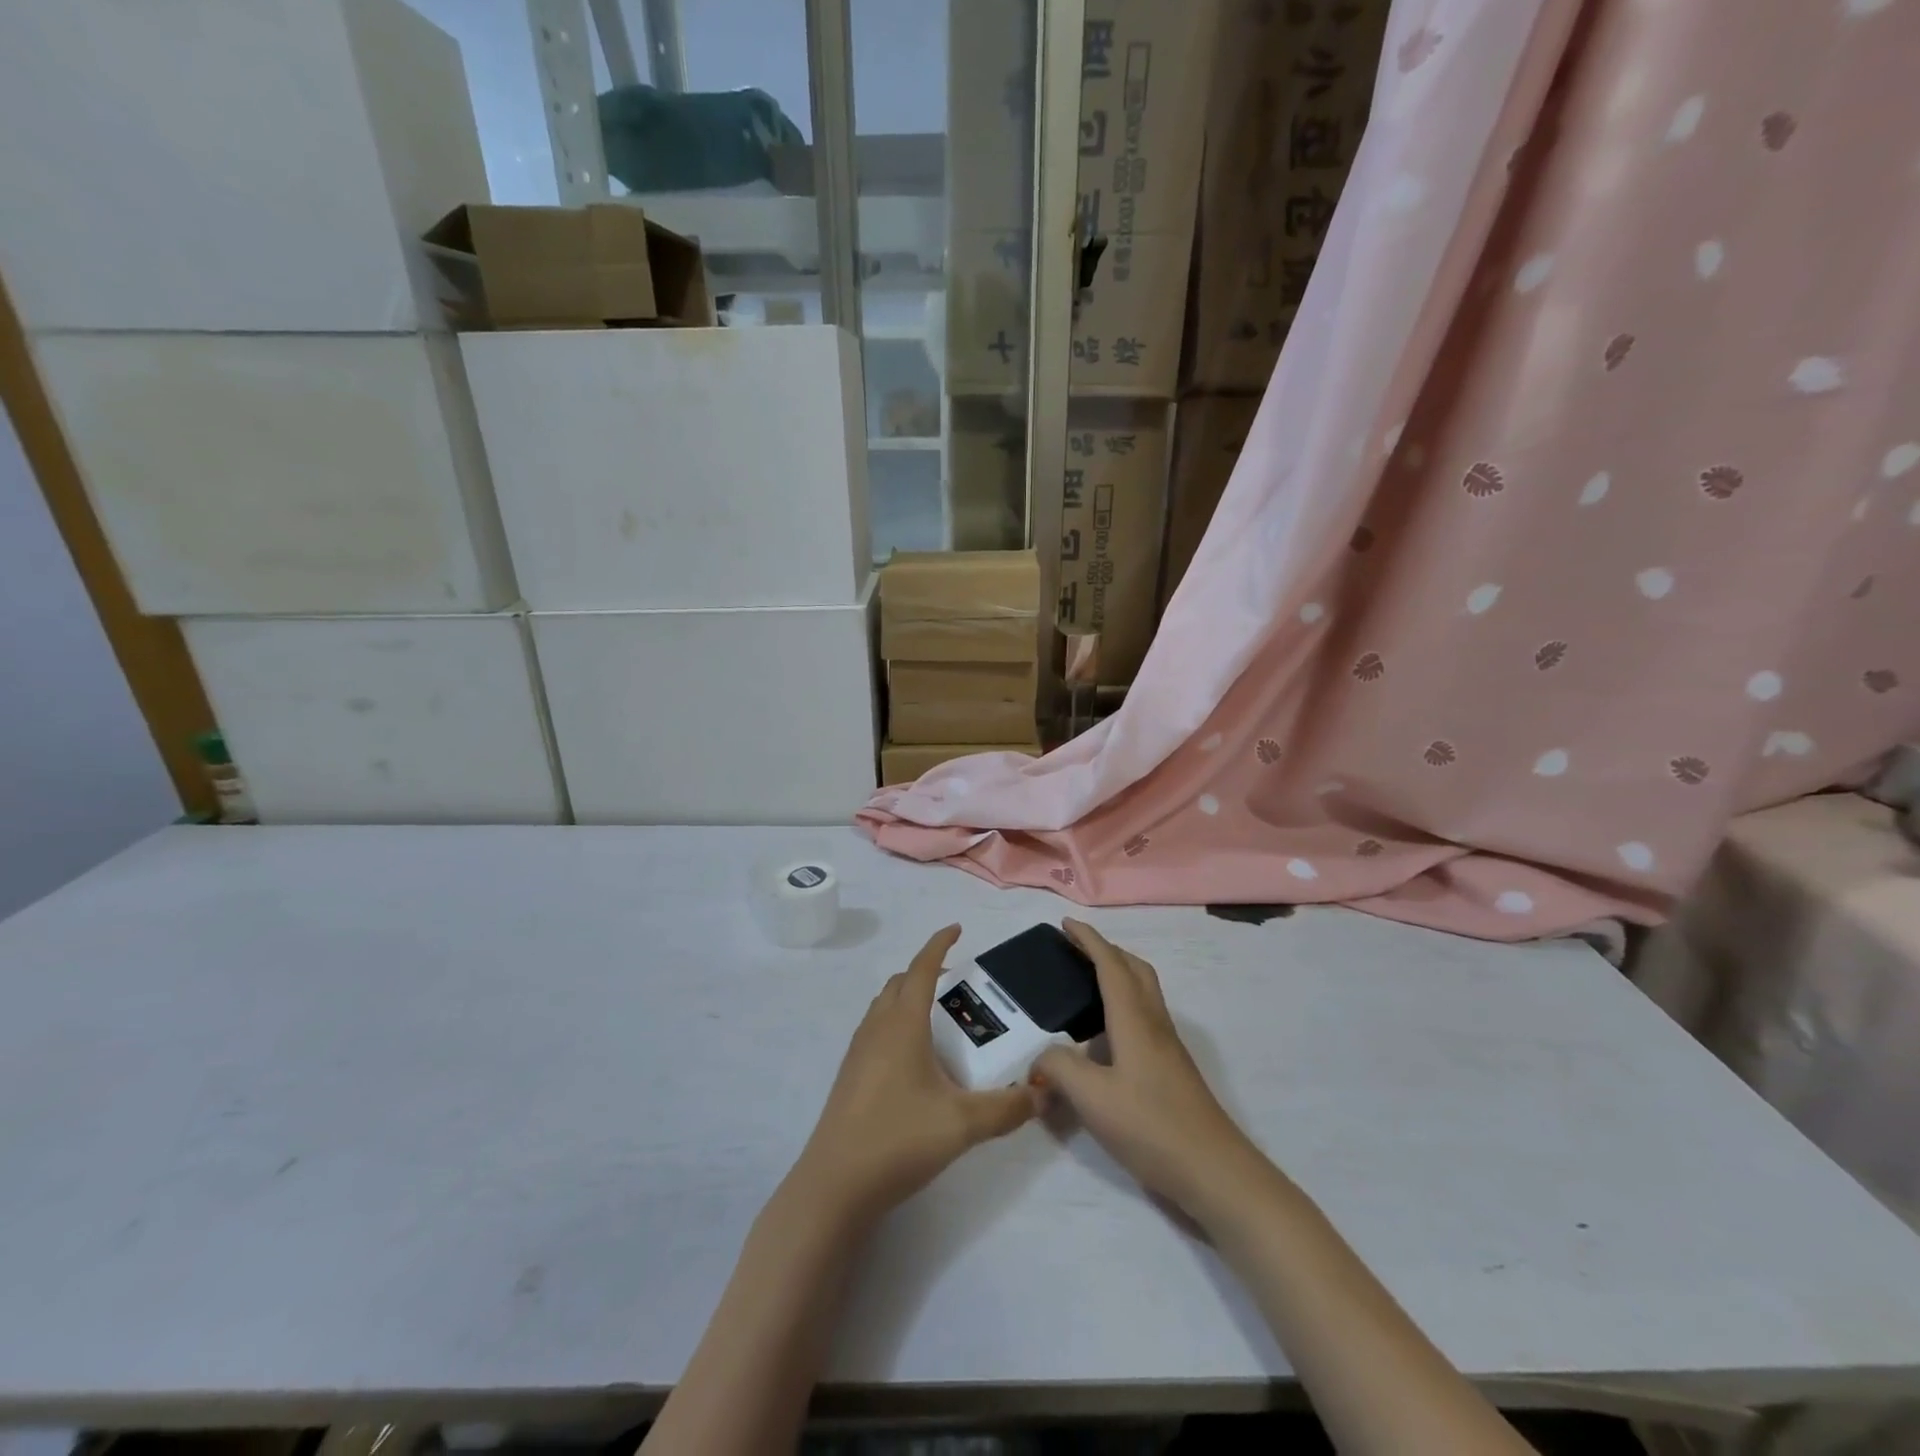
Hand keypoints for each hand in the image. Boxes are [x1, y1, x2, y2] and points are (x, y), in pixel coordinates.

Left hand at [790, 925, 1037, 1226]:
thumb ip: (1006, 1108)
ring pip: (884, 1006)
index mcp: (902, 1024)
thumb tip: (1041, 1094)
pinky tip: (914, 1058)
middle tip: (957, 984)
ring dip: (908, 997)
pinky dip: (896, 1023)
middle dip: (926, 972)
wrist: (834, 1185)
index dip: (939, 944)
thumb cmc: (898, 1139)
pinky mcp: (850, 1075)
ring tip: (939, 1018)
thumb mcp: (962, 1124)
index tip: (957, 929)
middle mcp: (877, 1028)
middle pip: (900, 983)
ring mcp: (858, 1051)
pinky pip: (875, 1029)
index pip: (921, 969)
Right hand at [1034, 919, 1262, 1221]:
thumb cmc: (1152, 1126)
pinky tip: (1104, 1038)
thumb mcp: (1092, 1097)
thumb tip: (1040, 1060)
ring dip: (1118, 976)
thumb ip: (1059, 1069)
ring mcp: (1168, 1048)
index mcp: (1134, 1019)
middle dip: (1107, 951)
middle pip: (1135, 970)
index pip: (1110, 964)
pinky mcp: (1172, 1070)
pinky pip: (1145, 1018)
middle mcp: (1154, 1024)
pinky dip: (1123, 1007)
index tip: (1066, 924)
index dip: (1089, 940)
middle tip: (1076, 951)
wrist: (1214, 1171)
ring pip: (1144, 993)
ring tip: (1086, 987)